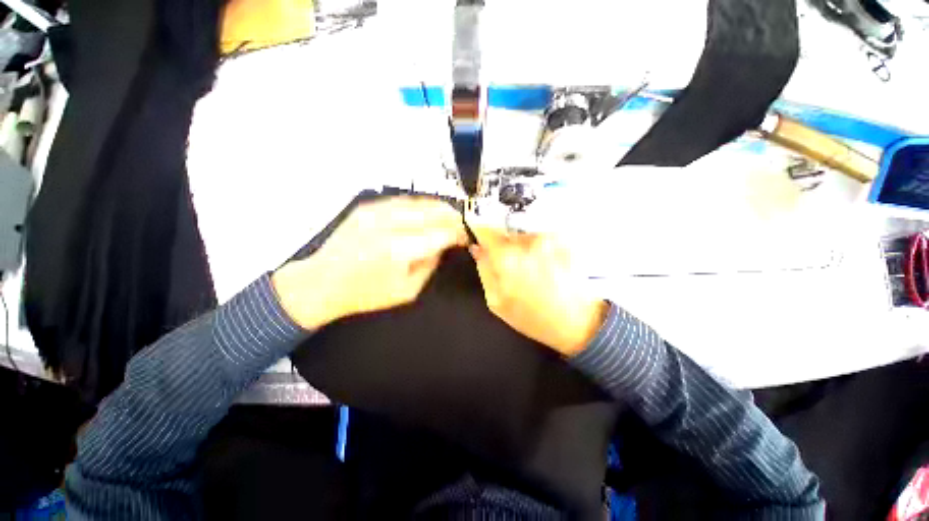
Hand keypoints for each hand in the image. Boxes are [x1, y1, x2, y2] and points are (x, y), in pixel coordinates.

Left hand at [272, 197, 468, 329]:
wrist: (322, 282)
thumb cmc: (365, 294)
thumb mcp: (407, 290)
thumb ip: (430, 265)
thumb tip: (444, 246)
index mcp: (398, 250)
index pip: (440, 233)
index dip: (458, 233)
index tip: (467, 236)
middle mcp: (387, 225)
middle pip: (432, 211)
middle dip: (452, 217)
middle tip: (462, 224)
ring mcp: (375, 212)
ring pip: (419, 202)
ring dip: (438, 208)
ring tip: (450, 215)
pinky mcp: (367, 207)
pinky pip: (402, 200)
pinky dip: (420, 205)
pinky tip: (427, 211)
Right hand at [467, 219, 607, 355]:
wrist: (578, 322)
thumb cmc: (533, 317)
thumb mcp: (497, 301)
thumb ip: (484, 270)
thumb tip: (477, 249)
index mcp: (506, 257)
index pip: (484, 229)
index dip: (480, 234)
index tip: (482, 242)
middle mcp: (527, 241)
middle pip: (505, 231)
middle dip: (503, 244)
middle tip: (509, 265)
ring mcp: (548, 238)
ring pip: (523, 234)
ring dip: (522, 247)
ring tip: (531, 269)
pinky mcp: (564, 239)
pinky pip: (541, 238)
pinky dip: (538, 248)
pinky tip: (545, 267)